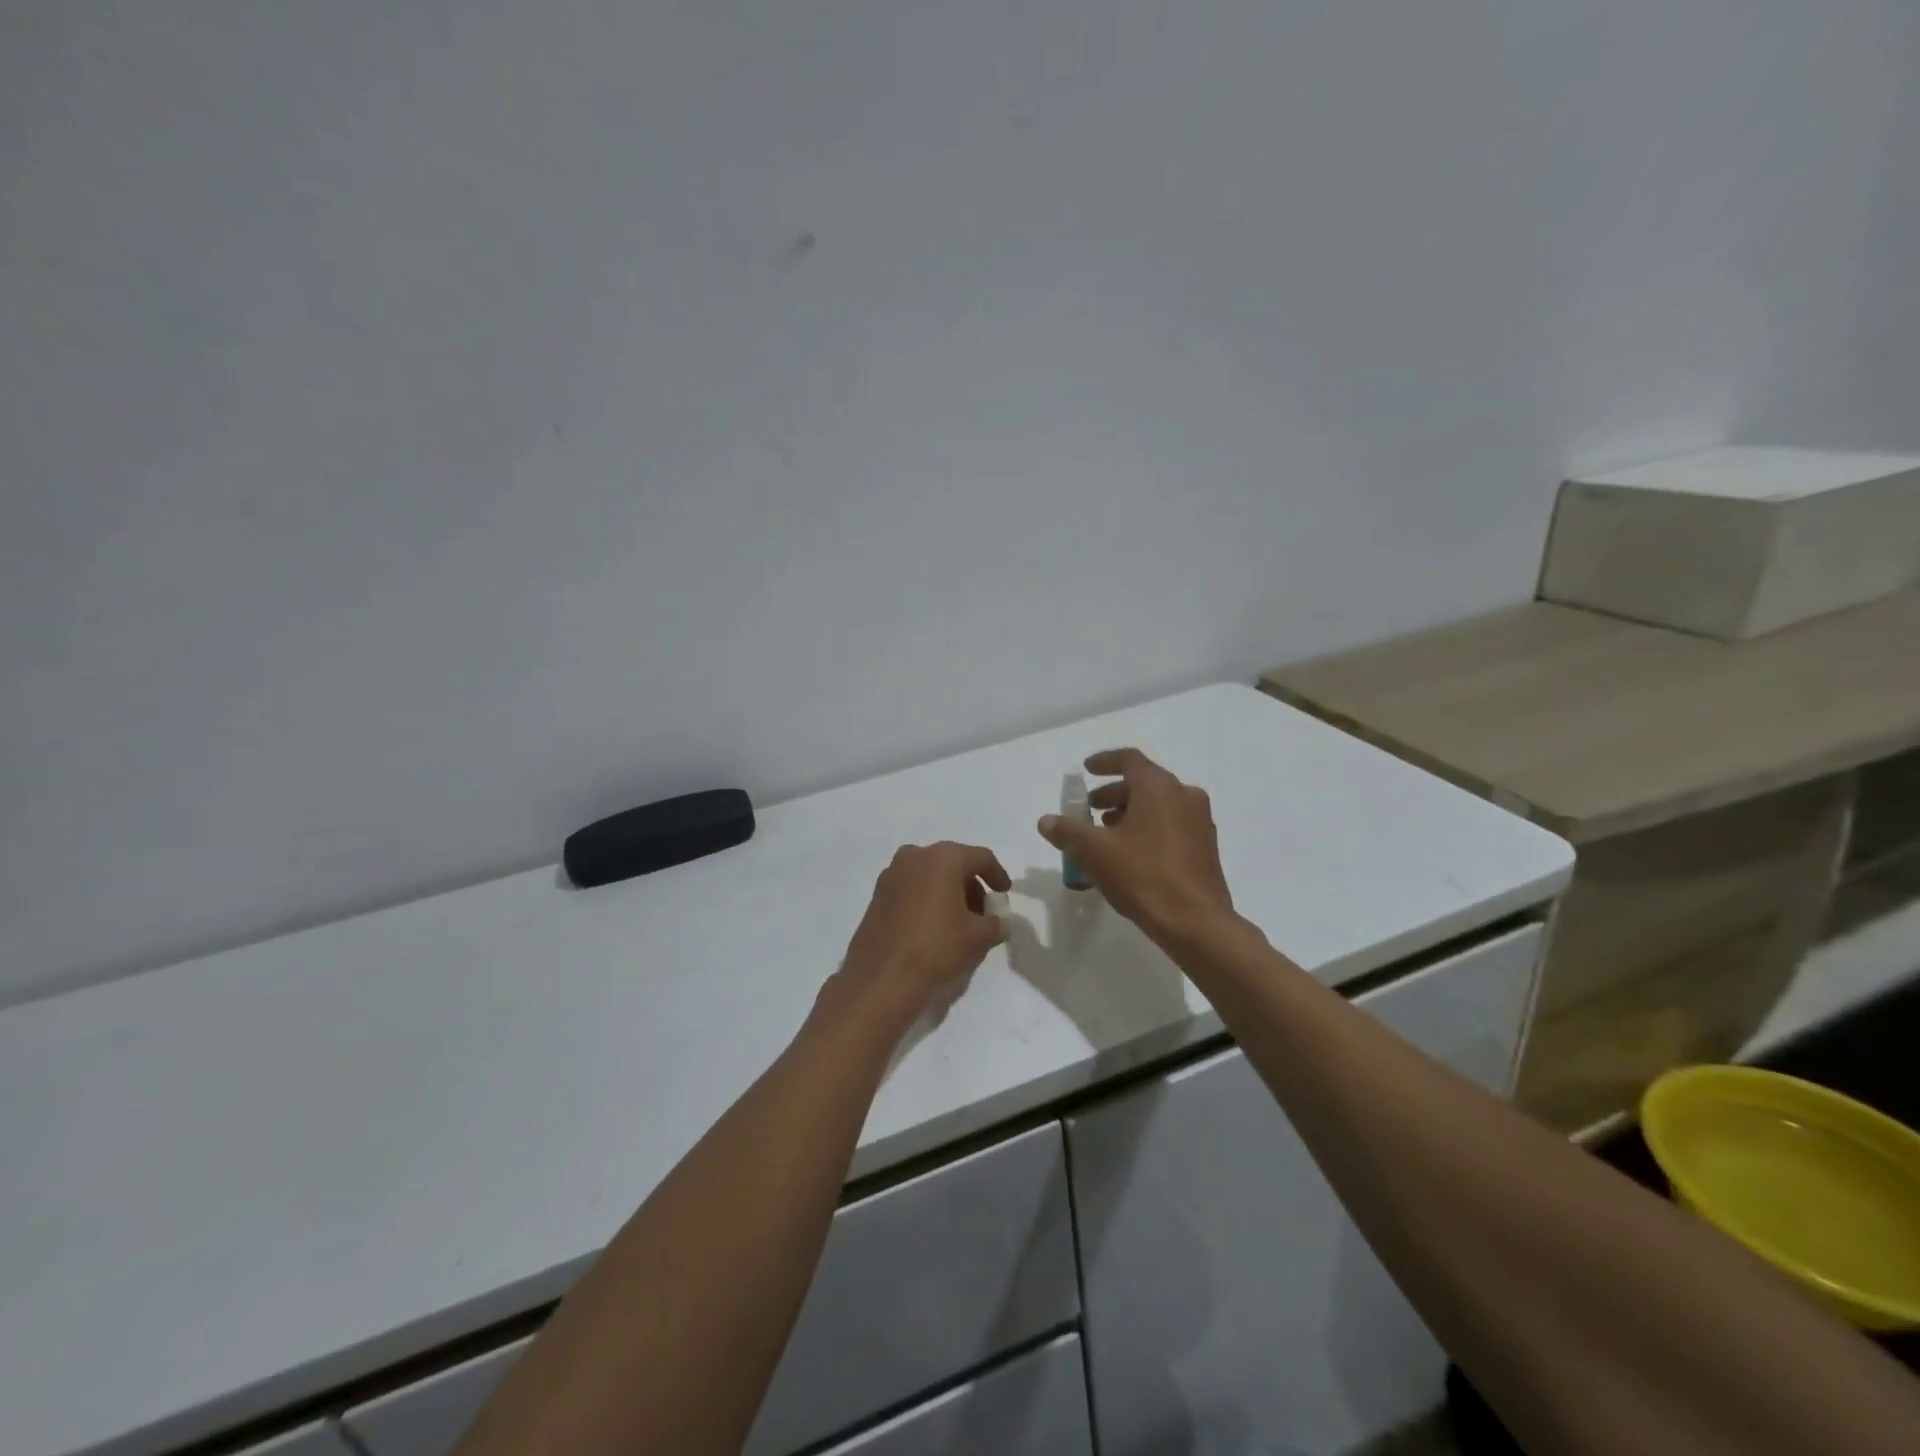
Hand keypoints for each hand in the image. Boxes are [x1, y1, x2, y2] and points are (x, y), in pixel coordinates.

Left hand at [822, 842, 1011, 1041]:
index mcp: (943, 857)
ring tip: (959, 922)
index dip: (997, 874)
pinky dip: (927, 898)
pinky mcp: (877, 894)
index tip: (1004, 893)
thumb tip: (998, 922)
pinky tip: (934, 925)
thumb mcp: (978, 937)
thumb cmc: (936, 947)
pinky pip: (912, 888)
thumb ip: (995, 923)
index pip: (980, 857)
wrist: (882, 977)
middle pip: (953, 863)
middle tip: (982, 912)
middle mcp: (915, 856)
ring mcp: (891, 874)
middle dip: (971, 885)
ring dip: (948, 892)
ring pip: (930, 875)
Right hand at [1038, 748, 1236, 947]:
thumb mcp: (1094, 851)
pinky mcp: (1206, 847)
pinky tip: (1130, 854)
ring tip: (1106, 833)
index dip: (1104, 761)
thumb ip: (1067, 830)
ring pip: (1159, 804)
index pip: (1129, 759)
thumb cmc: (1142, 875)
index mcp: (1158, 787)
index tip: (1086, 770)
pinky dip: (1148, 828)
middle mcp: (1184, 795)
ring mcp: (1199, 821)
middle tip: (1090, 809)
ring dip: (1130, 812)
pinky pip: (1171, 824)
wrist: (1195, 922)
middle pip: (1144, 782)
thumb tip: (1046, 821)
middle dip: (1113, 792)